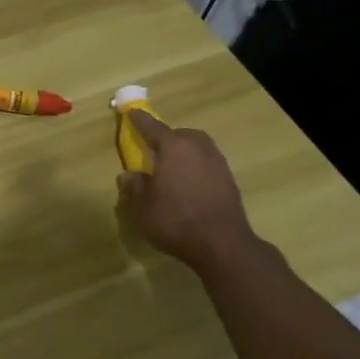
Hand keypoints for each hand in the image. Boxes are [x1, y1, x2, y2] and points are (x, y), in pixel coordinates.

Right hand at [116, 111, 268, 273]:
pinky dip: (196, 168)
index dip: (139, 120)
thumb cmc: (175, 219)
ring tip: (172, 168)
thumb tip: (129, 175)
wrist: (223, 245)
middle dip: (168, 137)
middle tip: (155, 149)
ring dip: (185, 153)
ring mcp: (218, 164)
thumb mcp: (142, 206)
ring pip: (198, 148)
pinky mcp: (230, 182)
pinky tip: (189, 185)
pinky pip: (208, 165)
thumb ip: (134, 186)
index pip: (152, 127)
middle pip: (181, 134)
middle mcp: (198, 149)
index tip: (131, 113)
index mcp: (174, 147)